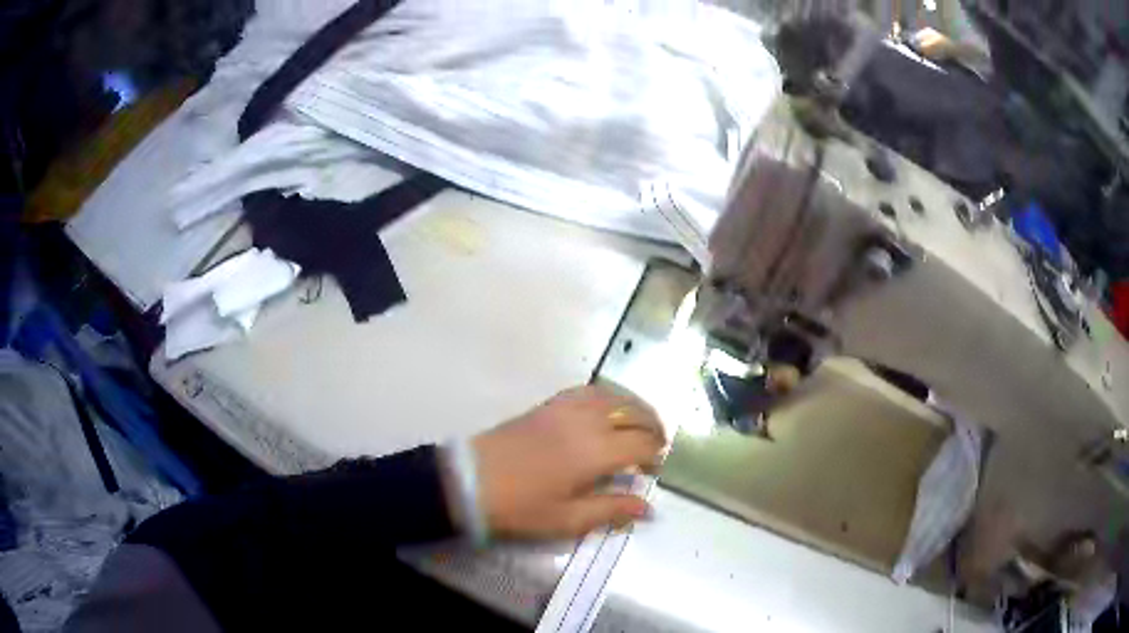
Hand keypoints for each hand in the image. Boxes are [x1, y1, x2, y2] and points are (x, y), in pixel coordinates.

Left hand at [469, 385, 665, 539]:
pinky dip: (607, 395)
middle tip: (656, 447)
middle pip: (634, 413)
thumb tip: (647, 508)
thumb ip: (611, 510)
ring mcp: (565, 408)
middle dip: (652, 427)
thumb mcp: (567, 520)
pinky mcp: (548, 404)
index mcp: (595, 452)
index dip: (655, 456)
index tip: (654, 470)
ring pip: (614, 396)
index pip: (641, 443)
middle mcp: (586, 421)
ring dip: (634, 407)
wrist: (469, 481)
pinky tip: (607, 409)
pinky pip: (587, 390)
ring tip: (640, 424)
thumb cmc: (520, 507)